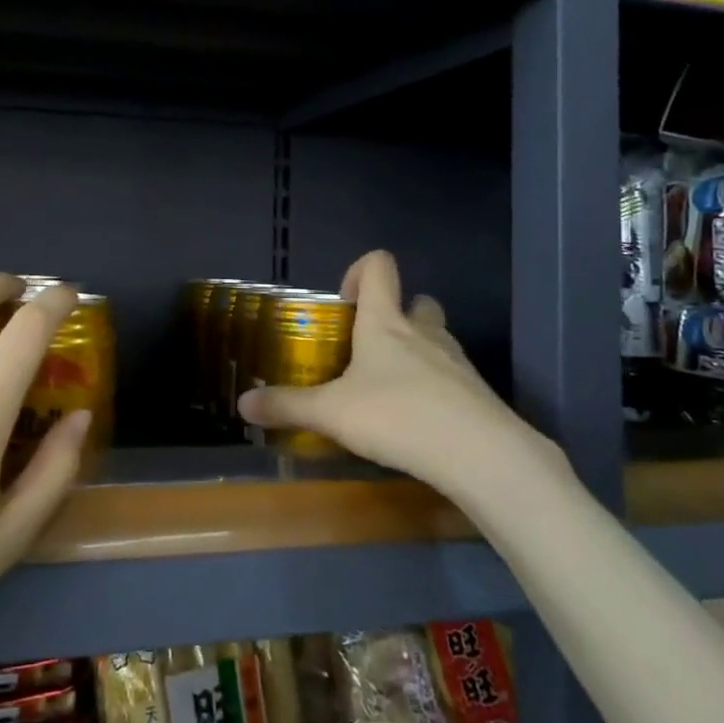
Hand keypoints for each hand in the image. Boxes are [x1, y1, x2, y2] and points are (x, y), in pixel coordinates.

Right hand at [237, 251, 570, 501]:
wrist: (481, 455)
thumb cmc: (397, 415)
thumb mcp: (331, 413)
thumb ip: (287, 406)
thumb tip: (242, 404)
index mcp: (385, 323)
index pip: (379, 266)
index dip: (360, 271)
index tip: (343, 302)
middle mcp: (424, 332)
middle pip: (416, 301)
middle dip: (395, 315)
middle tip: (369, 348)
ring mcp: (457, 361)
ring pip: (437, 339)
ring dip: (416, 352)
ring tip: (389, 389)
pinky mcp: (477, 393)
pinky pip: (452, 377)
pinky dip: (435, 388)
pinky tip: (418, 422)